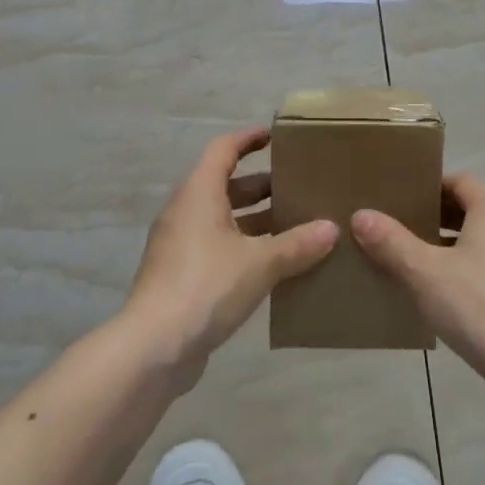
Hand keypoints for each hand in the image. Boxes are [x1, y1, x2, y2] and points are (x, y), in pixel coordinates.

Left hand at [123, 128, 337, 387]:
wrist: (153, 348)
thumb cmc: (206, 286)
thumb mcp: (261, 263)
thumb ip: (297, 244)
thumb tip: (332, 228)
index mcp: (199, 194)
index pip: (224, 149)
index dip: (249, 139)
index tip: (276, 136)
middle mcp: (186, 212)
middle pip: (226, 185)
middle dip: (263, 185)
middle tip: (300, 188)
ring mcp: (180, 245)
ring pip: (224, 220)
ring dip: (256, 220)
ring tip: (297, 226)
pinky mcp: (181, 276)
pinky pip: (218, 248)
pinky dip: (245, 248)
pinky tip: (276, 266)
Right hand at [351, 173, 484, 397]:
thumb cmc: (479, 306)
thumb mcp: (425, 273)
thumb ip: (391, 242)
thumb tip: (361, 215)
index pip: (460, 182)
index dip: (430, 188)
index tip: (400, 201)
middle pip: (473, 211)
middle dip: (438, 220)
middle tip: (401, 232)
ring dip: (455, 250)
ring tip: (419, 267)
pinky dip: (474, 275)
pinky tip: (450, 300)